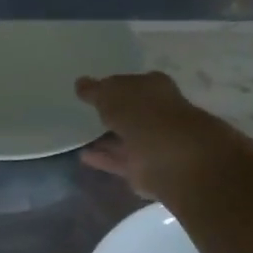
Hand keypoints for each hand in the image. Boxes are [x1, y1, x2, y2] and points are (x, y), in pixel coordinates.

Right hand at [75, 71, 241, 197]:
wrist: (172, 158)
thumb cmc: (144, 114)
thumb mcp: (112, 94)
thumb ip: (96, 90)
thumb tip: (81, 83)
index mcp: (154, 88)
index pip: (132, 84)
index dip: (114, 86)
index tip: (93, 90)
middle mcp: (157, 113)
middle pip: (130, 112)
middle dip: (112, 113)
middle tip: (86, 113)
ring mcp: (153, 143)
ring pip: (125, 138)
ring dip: (106, 138)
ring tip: (79, 136)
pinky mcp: (145, 169)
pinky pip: (119, 160)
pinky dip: (103, 158)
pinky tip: (83, 155)